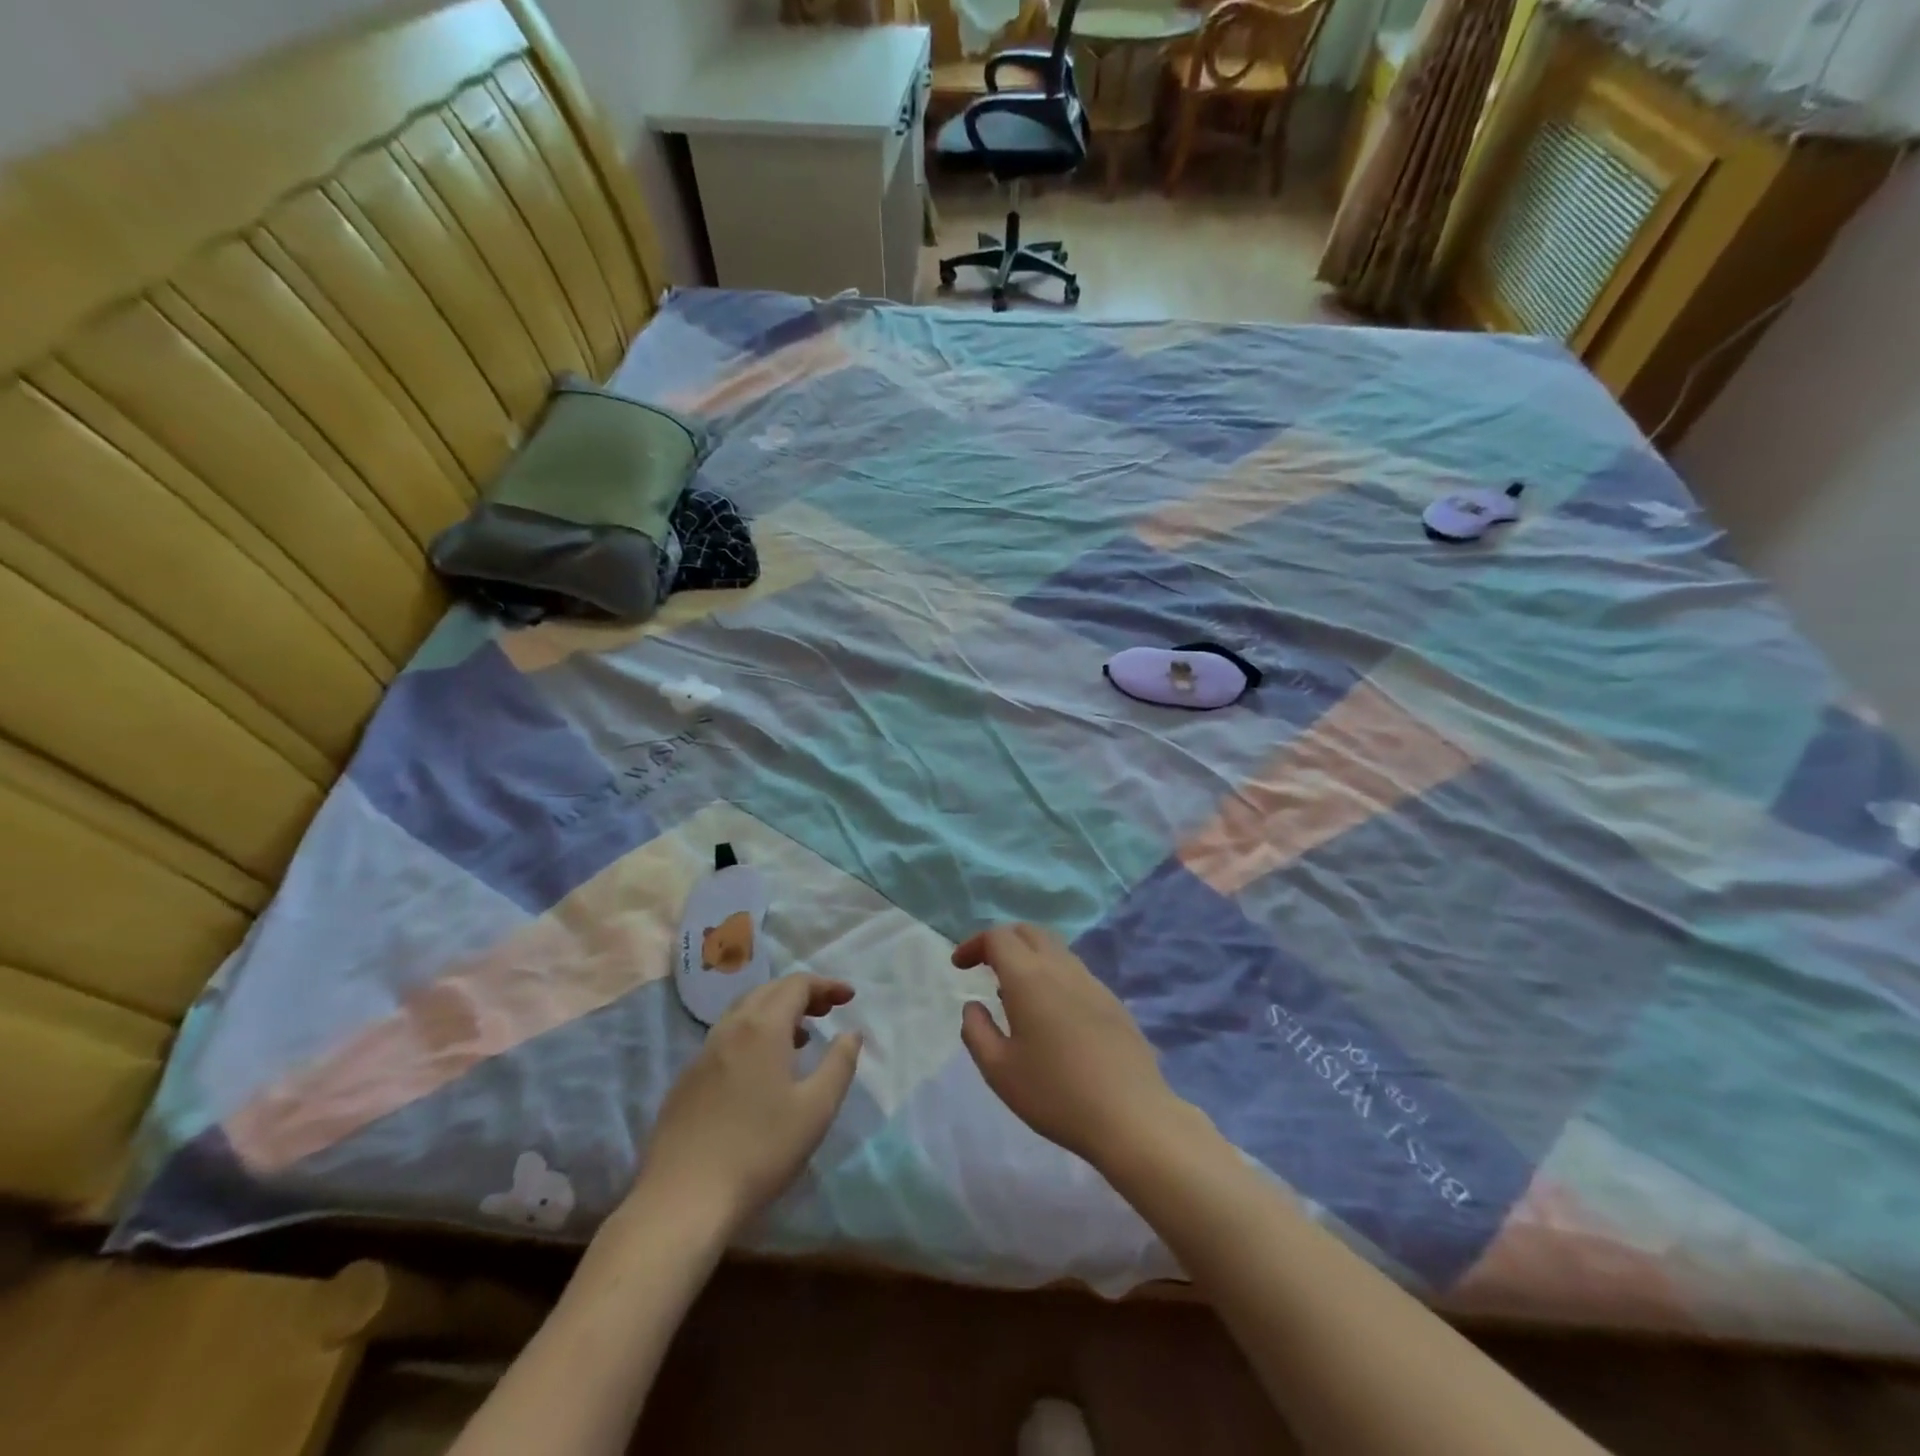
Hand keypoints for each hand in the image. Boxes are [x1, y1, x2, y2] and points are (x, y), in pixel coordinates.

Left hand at [633, 975, 862, 1235]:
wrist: (682, 1201)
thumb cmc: (760, 1151)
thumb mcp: (816, 1110)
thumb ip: (839, 1064)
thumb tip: (851, 1033)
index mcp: (762, 1028)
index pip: (796, 985)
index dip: (826, 985)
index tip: (849, 998)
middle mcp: (729, 1029)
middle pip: (768, 991)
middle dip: (801, 993)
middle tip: (828, 1010)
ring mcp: (702, 1054)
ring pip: (743, 1013)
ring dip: (775, 1013)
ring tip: (800, 1037)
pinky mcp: (686, 1081)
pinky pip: (726, 1039)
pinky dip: (752, 1035)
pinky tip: (761, 1071)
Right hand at [953, 924, 1189, 1169]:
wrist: (1131, 1115)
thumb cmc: (1056, 1093)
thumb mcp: (999, 1070)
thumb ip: (976, 1031)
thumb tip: (973, 1006)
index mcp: (1029, 977)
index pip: (998, 937)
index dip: (974, 944)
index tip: (960, 967)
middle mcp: (1061, 968)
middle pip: (1029, 932)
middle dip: (1002, 941)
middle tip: (985, 967)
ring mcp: (1092, 982)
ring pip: (1055, 950)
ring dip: (1029, 957)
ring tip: (1014, 993)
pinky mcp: (1112, 1002)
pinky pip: (1074, 972)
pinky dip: (1052, 975)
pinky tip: (1050, 1014)